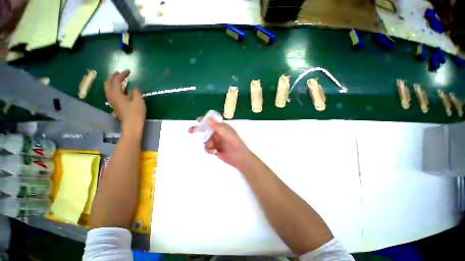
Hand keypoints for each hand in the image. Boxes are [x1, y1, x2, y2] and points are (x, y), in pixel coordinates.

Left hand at [104, 70, 145, 135]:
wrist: (132, 125)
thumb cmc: (136, 113)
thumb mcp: (139, 101)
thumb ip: (136, 92)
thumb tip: (133, 88)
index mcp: (116, 94)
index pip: (116, 80)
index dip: (122, 74)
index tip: (129, 71)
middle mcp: (111, 96)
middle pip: (108, 83)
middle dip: (113, 76)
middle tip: (119, 73)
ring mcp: (112, 101)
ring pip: (108, 88)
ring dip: (112, 82)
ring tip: (118, 79)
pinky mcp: (115, 105)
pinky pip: (111, 93)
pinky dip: (114, 88)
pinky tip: (121, 89)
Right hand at [189, 118, 251, 168]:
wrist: (239, 157)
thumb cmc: (235, 144)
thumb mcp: (227, 134)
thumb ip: (218, 127)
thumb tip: (209, 119)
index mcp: (223, 128)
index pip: (212, 122)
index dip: (205, 121)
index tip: (197, 120)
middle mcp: (219, 133)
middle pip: (206, 130)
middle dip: (199, 131)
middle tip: (190, 131)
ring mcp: (217, 141)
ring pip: (206, 140)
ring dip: (207, 144)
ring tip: (213, 148)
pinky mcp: (215, 148)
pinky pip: (207, 147)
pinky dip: (209, 150)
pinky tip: (214, 152)